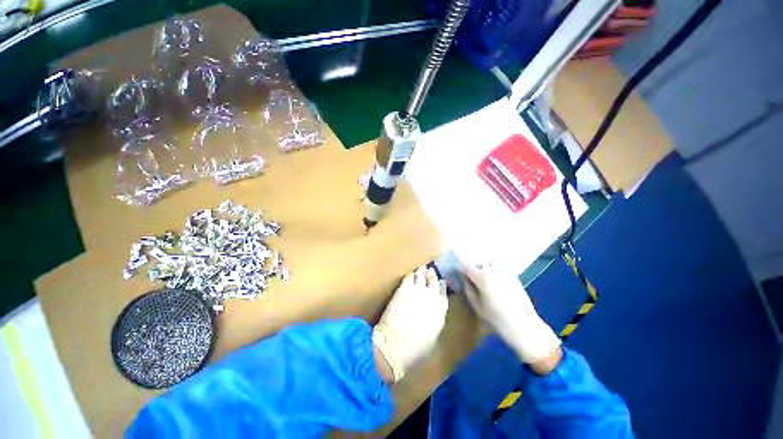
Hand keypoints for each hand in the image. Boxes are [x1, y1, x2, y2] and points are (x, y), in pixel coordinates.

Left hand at [373, 266, 447, 382]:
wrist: (396, 346)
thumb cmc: (416, 348)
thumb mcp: (433, 336)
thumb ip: (436, 319)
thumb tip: (434, 312)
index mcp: (440, 309)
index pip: (443, 291)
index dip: (441, 284)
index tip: (439, 280)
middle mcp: (432, 296)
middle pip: (433, 279)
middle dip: (431, 274)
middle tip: (429, 270)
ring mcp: (418, 290)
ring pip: (422, 274)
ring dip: (421, 270)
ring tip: (421, 268)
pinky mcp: (404, 289)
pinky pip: (409, 276)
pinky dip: (410, 274)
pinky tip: (410, 273)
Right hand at [461, 263, 560, 368]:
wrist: (525, 327)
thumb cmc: (497, 319)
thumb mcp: (477, 305)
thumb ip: (468, 288)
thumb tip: (463, 278)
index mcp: (481, 277)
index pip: (465, 265)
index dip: (459, 264)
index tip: (456, 266)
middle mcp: (492, 270)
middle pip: (477, 262)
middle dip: (471, 266)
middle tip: (468, 274)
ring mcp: (504, 272)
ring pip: (488, 264)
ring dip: (483, 267)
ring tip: (481, 277)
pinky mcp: (513, 276)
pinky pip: (498, 268)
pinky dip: (493, 271)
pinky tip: (494, 282)